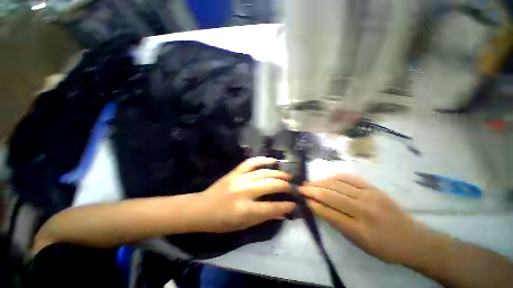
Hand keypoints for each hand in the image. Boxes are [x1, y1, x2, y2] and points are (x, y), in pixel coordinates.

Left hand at [195, 157, 295, 232]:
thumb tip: (282, 212)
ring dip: (278, 173)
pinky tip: (272, 161)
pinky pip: (251, 162)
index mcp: (246, 210)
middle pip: (271, 185)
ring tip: (287, 176)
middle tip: (293, 187)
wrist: (202, 208)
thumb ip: (264, 217)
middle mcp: (245, 191)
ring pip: (264, 172)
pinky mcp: (235, 171)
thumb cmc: (222, 221)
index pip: (273, 207)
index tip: (295, 203)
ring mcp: (240, 178)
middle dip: (286, 186)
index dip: (287, 205)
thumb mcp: (244, 225)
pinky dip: (263, 160)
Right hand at [299, 174, 431, 263]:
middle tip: (300, 188)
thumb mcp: (359, 243)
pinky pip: (349, 178)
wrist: (412, 239)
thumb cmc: (384, 248)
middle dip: (312, 190)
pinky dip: (334, 177)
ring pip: (337, 184)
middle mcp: (363, 210)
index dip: (313, 204)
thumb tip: (318, 207)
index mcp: (360, 230)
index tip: (302, 199)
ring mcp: (369, 195)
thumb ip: (337, 223)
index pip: (328, 212)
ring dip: (320, 182)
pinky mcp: (373, 188)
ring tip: (310, 183)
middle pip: (330, 195)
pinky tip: (327, 178)